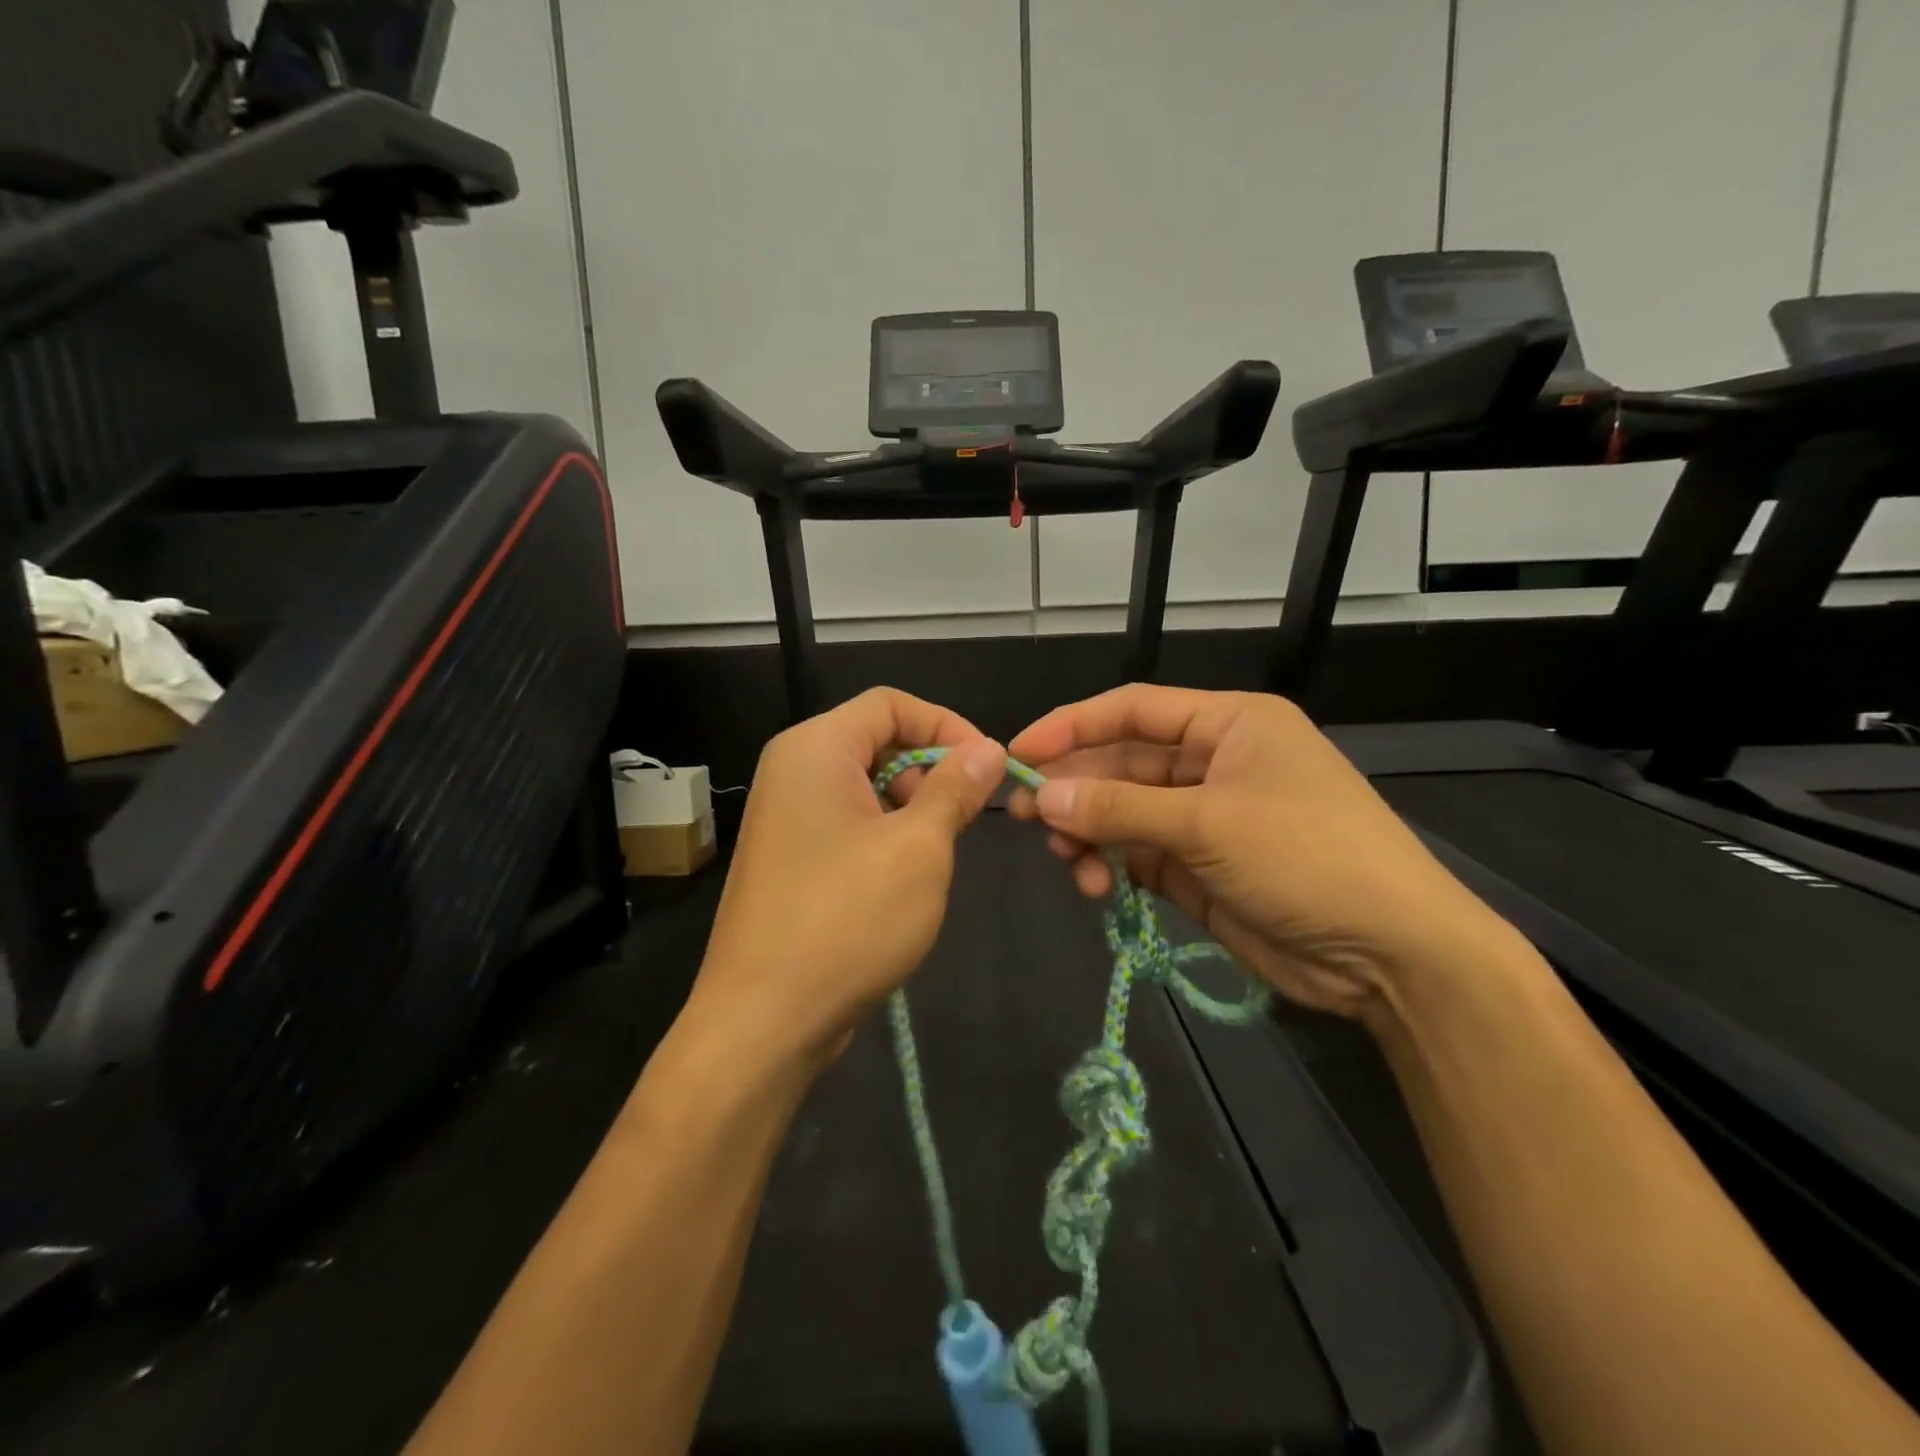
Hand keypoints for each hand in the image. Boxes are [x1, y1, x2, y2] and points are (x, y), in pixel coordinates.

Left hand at [689, 688, 1005, 1069]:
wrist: (763, 1020)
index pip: (890, 704)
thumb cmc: (847, 919)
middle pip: (876, 741)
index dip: (946, 725)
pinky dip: (886, 835)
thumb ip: (955, 788)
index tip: (988, 766)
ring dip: (912, 807)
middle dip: (930, 768)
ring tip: (937, 852)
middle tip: (965, 816)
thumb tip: (988, 747)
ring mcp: (787, 817)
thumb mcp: (919, 848)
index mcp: (815, 750)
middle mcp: (793, 771)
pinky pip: (848, 822)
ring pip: (866, 785)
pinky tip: (905, 878)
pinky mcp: (792, 858)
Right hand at [1008, 685, 1526, 1020]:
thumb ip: (1119, 807)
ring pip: (1124, 812)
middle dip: (1074, 788)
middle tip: (1021, 814)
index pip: (1133, 710)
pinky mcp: (1199, 868)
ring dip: (1089, 832)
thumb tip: (1041, 795)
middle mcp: (1214, 763)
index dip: (1071, 726)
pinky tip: (1094, 883)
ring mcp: (1206, 818)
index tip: (1018, 751)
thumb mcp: (1208, 824)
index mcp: (1228, 725)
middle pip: (1123, 763)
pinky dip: (1111, 865)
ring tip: (1064, 858)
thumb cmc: (1306, 858)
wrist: (1390, 956)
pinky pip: (1138, 854)